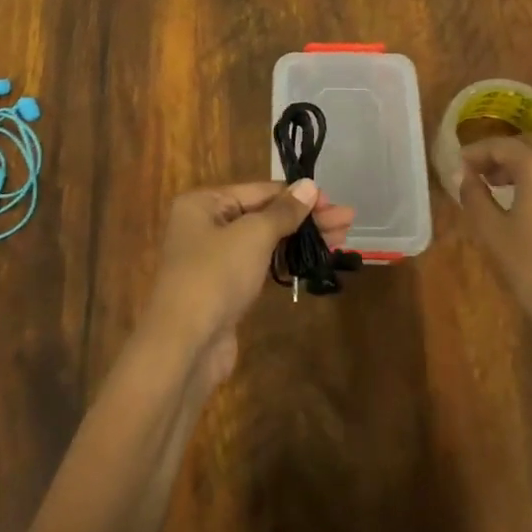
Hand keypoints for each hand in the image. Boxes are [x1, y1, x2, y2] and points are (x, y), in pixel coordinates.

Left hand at [142, 180, 355, 384]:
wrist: (184, 346)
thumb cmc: (215, 276)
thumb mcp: (253, 235)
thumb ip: (283, 211)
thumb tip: (309, 185)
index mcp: (203, 203)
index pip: (259, 190)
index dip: (297, 195)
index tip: (333, 201)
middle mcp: (205, 225)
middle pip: (263, 214)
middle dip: (305, 218)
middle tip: (347, 221)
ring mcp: (214, 259)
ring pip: (264, 241)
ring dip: (300, 239)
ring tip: (341, 238)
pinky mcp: (224, 289)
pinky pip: (260, 266)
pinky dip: (286, 261)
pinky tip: (313, 260)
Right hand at [459, 136, 531, 365]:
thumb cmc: (530, 265)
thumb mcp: (491, 229)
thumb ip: (473, 195)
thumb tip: (465, 175)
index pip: (501, 145)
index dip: (477, 152)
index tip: (460, 165)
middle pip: (530, 147)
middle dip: (503, 157)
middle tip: (481, 174)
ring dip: (528, 170)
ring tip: (506, 191)